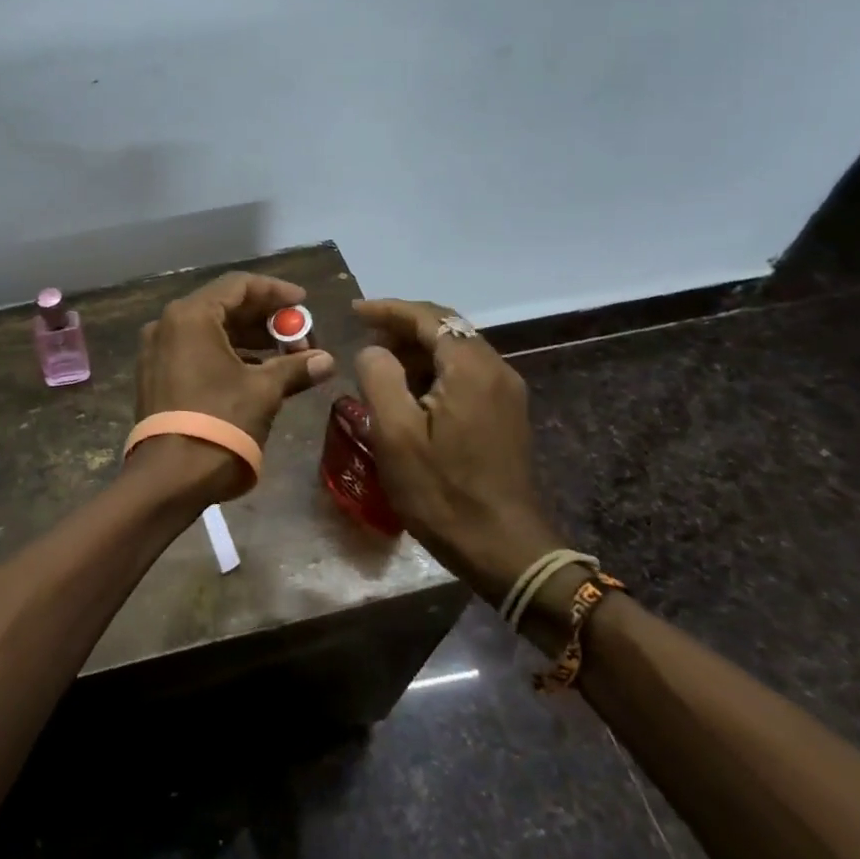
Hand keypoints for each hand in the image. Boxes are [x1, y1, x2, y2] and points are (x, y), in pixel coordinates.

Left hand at [133, 271, 336, 498]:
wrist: (170, 476)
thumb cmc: (220, 422)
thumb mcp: (264, 391)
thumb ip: (295, 367)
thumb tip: (327, 361)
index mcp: (191, 316)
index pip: (239, 285)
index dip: (276, 292)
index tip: (304, 303)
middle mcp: (167, 324)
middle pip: (223, 306)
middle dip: (265, 318)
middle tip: (299, 334)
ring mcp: (156, 351)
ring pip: (209, 330)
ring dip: (248, 338)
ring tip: (284, 354)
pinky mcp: (155, 375)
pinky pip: (195, 350)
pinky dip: (226, 354)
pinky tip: (255, 371)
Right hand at [352, 299, 567, 604]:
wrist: (504, 549)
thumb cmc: (442, 492)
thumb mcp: (395, 435)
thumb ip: (380, 378)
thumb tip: (374, 350)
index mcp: (471, 369)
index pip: (429, 317)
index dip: (388, 309)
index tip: (353, 311)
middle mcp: (496, 370)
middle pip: (446, 329)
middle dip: (402, 328)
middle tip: (363, 339)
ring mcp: (506, 393)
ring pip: (456, 351)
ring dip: (417, 350)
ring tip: (379, 366)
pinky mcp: (506, 414)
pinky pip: (465, 374)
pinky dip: (434, 370)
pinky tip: (410, 393)